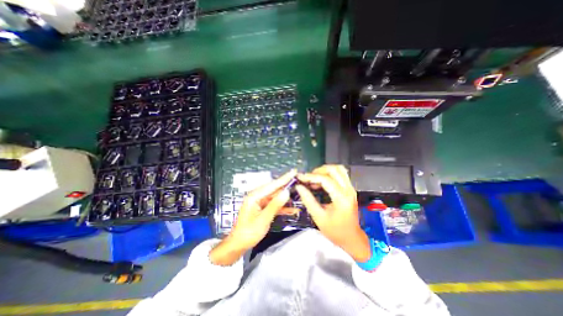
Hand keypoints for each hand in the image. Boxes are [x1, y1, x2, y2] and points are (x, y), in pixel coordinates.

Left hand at [210, 169, 298, 264]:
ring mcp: (260, 202)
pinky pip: (274, 205)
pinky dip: (283, 207)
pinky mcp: (263, 208)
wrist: (239, 244)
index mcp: (255, 196)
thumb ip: (275, 205)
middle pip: (275, 189)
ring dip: (286, 198)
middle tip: (299, 183)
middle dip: (287, 186)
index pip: (272, 185)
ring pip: (276, 197)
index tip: (294, 171)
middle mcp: (257, 196)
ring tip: (299, 195)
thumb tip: (286, 192)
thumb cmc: (249, 232)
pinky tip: (293, 209)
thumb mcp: (263, 219)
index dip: (284, 178)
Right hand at [297, 165, 372, 261]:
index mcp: (342, 199)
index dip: (311, 177)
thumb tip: (299, 187)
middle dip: (318, 171)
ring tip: (315, 178)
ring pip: (339, 169)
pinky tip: (322, 180)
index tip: (300, 177)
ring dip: (325, 170)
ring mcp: (351, 188)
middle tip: (308, 178)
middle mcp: (349, 190)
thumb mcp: (318, 217)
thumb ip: (308, 200)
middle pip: (334, 170)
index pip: (326, 180)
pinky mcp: (350, 189)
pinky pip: (341, 174)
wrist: (352, 238)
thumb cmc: (335, 231)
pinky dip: (330, 173)